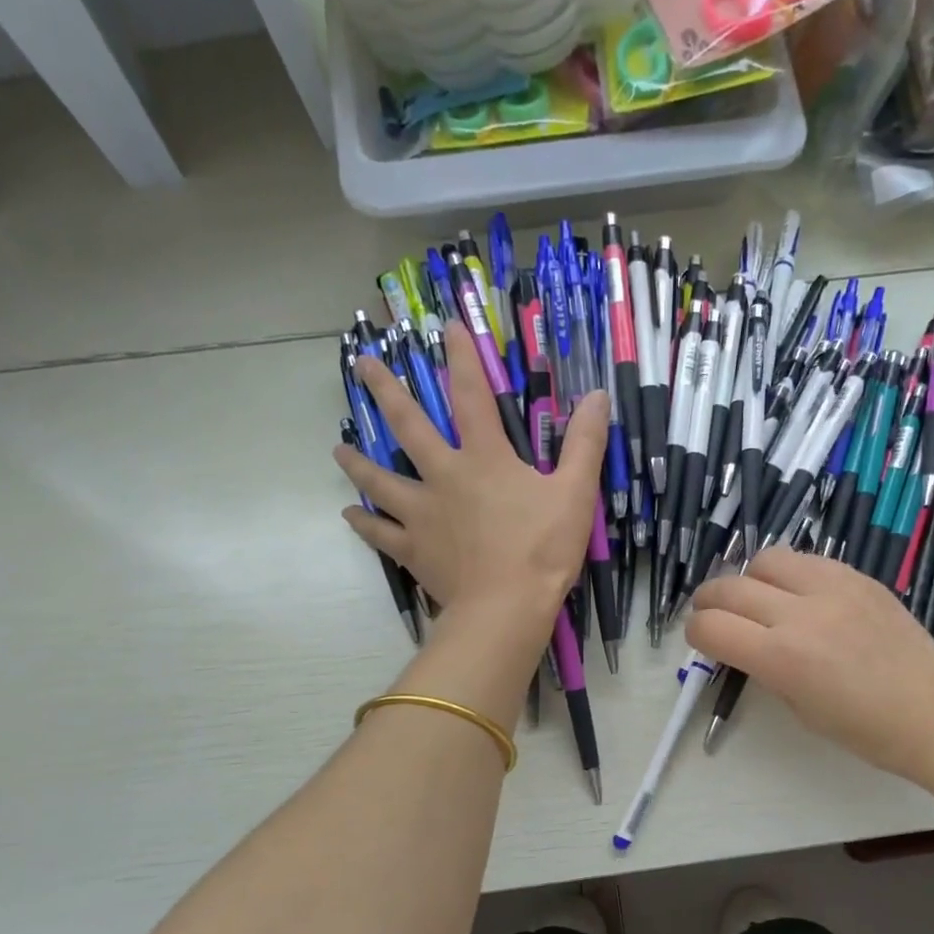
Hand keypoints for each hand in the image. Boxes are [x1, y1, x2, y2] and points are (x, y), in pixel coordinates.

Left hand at [335, 324, 606, 631]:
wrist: (506, 607)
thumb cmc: (543, 549)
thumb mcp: (574, 493)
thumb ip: (584, 443)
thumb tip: (596, 396)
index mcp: (484, 458)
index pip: (471, 395)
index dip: (462, 358)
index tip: (447, 326)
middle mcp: (444, 477)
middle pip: (409, 427)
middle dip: (387, 392)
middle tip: (362, 366)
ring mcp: (423, 514)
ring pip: (381, 481)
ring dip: (359, 464)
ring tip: (338, 450)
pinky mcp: (414, 550)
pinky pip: (381, 534)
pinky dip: (364, 524)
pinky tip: (350, 514)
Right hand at [687, 549, 933, 785]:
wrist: (932, 714)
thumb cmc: (862, 729)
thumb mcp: (797, 708)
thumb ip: (763, 668)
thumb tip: (742, 643)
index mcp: (781, 658)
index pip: (711, 627)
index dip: (695, 632)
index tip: (700, 639)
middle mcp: (800, 613)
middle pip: (728, 587)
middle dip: (709, 601)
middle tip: (712, 614)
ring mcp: (832, 587)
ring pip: (765, 559)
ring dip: (749, 578)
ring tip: (759, 598)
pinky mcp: (858, 576)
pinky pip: (807, 559)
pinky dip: (789, 573)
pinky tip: (799, 594)